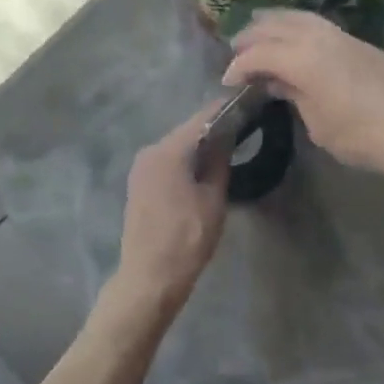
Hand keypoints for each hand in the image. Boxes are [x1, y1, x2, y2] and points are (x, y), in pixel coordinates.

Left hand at [107, 101, 230, 315]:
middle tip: (240, 128)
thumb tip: (226, 137)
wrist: (149, 278)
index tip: (245, 105)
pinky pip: (166, 162)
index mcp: (168, 151)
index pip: (201, 119)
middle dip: (212, 129)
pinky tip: (202, 169)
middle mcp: (150, 151)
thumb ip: (219, 162)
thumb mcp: (213, 200)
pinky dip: (184, 160)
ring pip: (176, 147)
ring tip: (226, 148)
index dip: (224, 111)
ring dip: (198, 146)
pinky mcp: (138, 183)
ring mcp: (141, 167)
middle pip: (186, 132)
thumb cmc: (186, 239)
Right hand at [224, 10, 383, 190]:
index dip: (238, 66)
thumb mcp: (318, 125)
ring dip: (274, 23)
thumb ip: (294, 96)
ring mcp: (340, 35)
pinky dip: (296, 25)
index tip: (228, 81)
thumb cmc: (362, 136)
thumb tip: (278, 82)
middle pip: (275, 26)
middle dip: (251, 36)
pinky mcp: (358, 41)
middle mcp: (318, 37)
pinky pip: (316, 23)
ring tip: (259, 32)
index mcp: (302, 59)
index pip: (259, 54)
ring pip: (298, 17)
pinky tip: (294, 37)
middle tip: (236, 50)